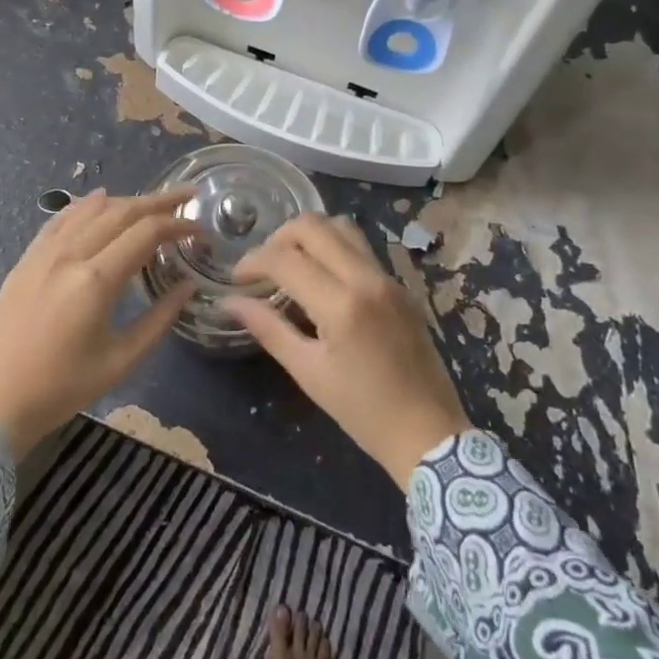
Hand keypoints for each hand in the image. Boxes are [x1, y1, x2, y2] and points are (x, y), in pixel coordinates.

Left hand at [0, 190, 198, 458]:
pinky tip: (99, 198)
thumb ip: (159, 319)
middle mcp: (70, 255)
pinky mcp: (26, 260)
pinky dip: (85, 205)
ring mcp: (44, 254)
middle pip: (121, 212)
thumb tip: (188, 286)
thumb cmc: (61, 389)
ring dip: (126, 200)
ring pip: (91, 209)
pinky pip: (61, 219)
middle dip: (158, 201)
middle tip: (187, 195)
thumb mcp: (120, 360)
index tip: (200, 228)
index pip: (146, 233)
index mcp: (95, 280)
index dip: (177, 225)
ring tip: (152, 201)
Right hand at [225, 213, 468, 488]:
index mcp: (342, 305)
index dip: (253, 261)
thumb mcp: (308, 372)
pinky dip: (333, 247)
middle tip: (263, 267)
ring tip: (291, 264)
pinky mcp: (400, 284)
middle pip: (313, 226)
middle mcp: (367, 278)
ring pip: (341, 226)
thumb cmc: (362, 412)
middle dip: (278, 238)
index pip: (285, 259)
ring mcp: (388, 278)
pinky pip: (361, 246)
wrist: (429, 432)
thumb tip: (229, 302)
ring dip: (308, 236)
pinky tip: (321, 276)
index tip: (237, 278)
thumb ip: (268, 328)